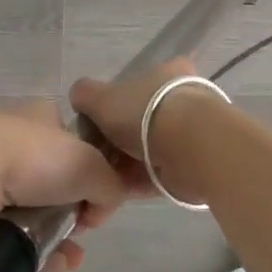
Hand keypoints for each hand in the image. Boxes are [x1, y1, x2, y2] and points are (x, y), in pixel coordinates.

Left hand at [0, 102, 152, 271]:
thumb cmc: (32, 157)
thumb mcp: (91, 166)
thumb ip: (111, 185)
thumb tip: (102, 209)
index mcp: (39, 116)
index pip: (72, 138)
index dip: (90, 167)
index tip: (98, 194)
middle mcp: (10, 137)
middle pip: (51, 177)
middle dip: (72, 207)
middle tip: (82, 227)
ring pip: (28, 207)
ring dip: (54, 233)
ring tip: (69, 256)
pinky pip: (4, 230)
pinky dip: (29, 248)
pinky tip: (48, 265)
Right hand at [69, 60, 216, 204]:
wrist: (190, 147)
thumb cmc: (145, 112)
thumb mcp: (102, 97)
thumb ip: (86, 94)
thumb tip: (80, 98)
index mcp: (167, 74)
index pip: (137, 84)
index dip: (112, 104)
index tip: (96, 124)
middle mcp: (181, 100)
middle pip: (139, 122)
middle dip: (114, 143)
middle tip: (91, 159)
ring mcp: (188, 134)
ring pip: (145, 152)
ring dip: (121, 168)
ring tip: (95, 184)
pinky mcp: (190, 166)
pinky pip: (154, 175)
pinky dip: (133, 185)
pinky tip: (109, 197)